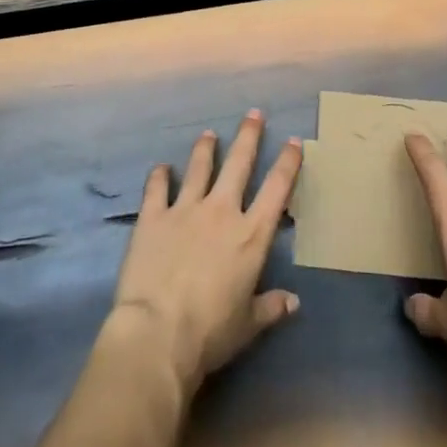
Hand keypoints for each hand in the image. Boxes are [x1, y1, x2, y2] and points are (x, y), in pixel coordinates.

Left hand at [108, 109, 302, 397]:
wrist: (158, 332)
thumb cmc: (211, 332)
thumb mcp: (249, 324)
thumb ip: (271, 307)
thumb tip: (293, 301)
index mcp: (251, 235)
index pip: (276, 189)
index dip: (287, 163)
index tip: (293, 141)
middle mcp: (221, 211)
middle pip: (239, 163)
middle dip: (249, 136)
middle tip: (254, 113)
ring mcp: (185, 209)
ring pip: (199, 167)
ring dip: (205, 148)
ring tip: (209, 134)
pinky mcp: (153, 216)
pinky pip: (157, 187)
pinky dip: (160, 175)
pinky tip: (162, 168)